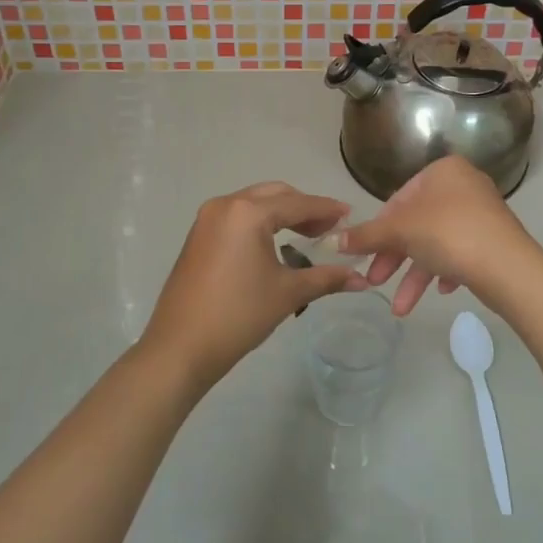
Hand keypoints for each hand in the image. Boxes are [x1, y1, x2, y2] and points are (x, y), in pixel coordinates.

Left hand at [140, 182, 365, 387]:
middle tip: (329, 228)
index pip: (298, 204)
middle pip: (275, 195)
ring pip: (254, 203)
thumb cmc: (238, 315)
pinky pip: (237, 217)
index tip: (351, 216)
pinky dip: (260, 222)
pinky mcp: (198, 235)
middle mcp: (226, 205)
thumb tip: (361, 280)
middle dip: (304, 208)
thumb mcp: (288, 294)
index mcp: (248, 212)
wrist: (180, 347)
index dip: (327, 210)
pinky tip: (275, 244)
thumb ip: (326, 278)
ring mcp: (207, 219)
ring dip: (281, 213)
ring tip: (306, 235)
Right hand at [339, 156, 539, 315]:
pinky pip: (459, 253)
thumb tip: (334, 240)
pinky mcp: (492, 240)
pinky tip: (440, 291)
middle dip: (394, 258)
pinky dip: (443, 272)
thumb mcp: (400, 231)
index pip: (399, 198)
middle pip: (416, 223)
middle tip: (374, 282)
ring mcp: (481, 214)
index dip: (379, 228)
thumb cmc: (448, 234)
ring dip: (414, 276)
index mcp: (443, 171)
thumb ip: (367, 235)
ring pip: (435, 244)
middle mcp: (464, 186)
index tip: (366, 253)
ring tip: (400, 309)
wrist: (508, 267)